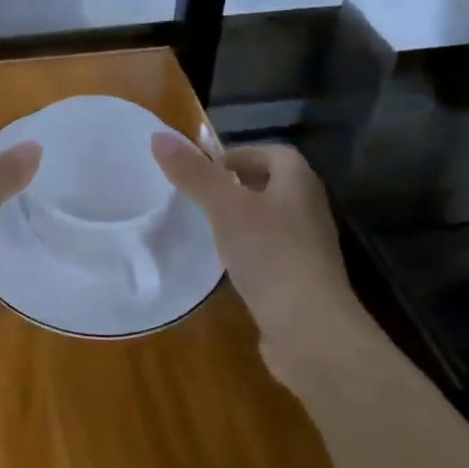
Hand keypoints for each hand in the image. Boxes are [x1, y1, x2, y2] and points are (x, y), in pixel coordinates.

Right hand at [151, 134, 356, 371]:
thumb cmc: (271, 255)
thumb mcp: (225, 208)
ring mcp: (308, 249)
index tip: (205, 171)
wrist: (310, 331)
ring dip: (241, 220)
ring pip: (270, 221)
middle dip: (237, 186)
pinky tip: (225, 266)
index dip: (240, 155)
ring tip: (206, 229)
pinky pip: (270, 254)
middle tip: (200, 197)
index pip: (274, 153)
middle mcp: (309, 210)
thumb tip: (158, 136)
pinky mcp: (300, 282)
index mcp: (300, 184)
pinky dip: (248, 253)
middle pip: (272, 185)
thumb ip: (193, 174)